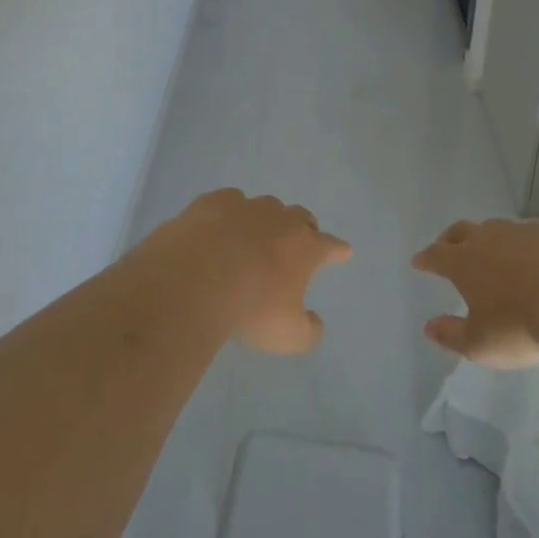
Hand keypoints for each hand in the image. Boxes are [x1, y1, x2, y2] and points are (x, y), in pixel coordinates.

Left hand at [162, 189, 351, 354]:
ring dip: (265, 220)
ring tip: (254, 236)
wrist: (194, 280)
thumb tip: (314, 322)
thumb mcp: (288, 336)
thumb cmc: (250, 309)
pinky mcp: (212, 202)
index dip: (337, 250)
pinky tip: (218, 227)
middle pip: (300, 217)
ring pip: (265, 206)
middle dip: (303, 228)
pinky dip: (228, 215)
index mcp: (305, 247)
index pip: (330, 246)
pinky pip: (228, 202)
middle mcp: (280, 219)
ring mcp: (246, 206)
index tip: (344, 251)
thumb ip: (308, 330)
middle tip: (299, 241)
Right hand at [412, 219, 538, 368]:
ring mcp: (523, 231)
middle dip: (451, 239)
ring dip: (491, 240)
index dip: (426, 259)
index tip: (418, 262)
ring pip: (498, 230)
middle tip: (447, 247)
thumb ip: (452, 335)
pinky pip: (533, 236)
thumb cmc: (521, 325)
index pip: (436, 255)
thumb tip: (429, 327)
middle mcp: (489, 238)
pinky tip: (538, 260)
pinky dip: (527, 246)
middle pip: (462, 231)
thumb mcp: (481, 344)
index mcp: (464, 261)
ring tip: (496, 256)